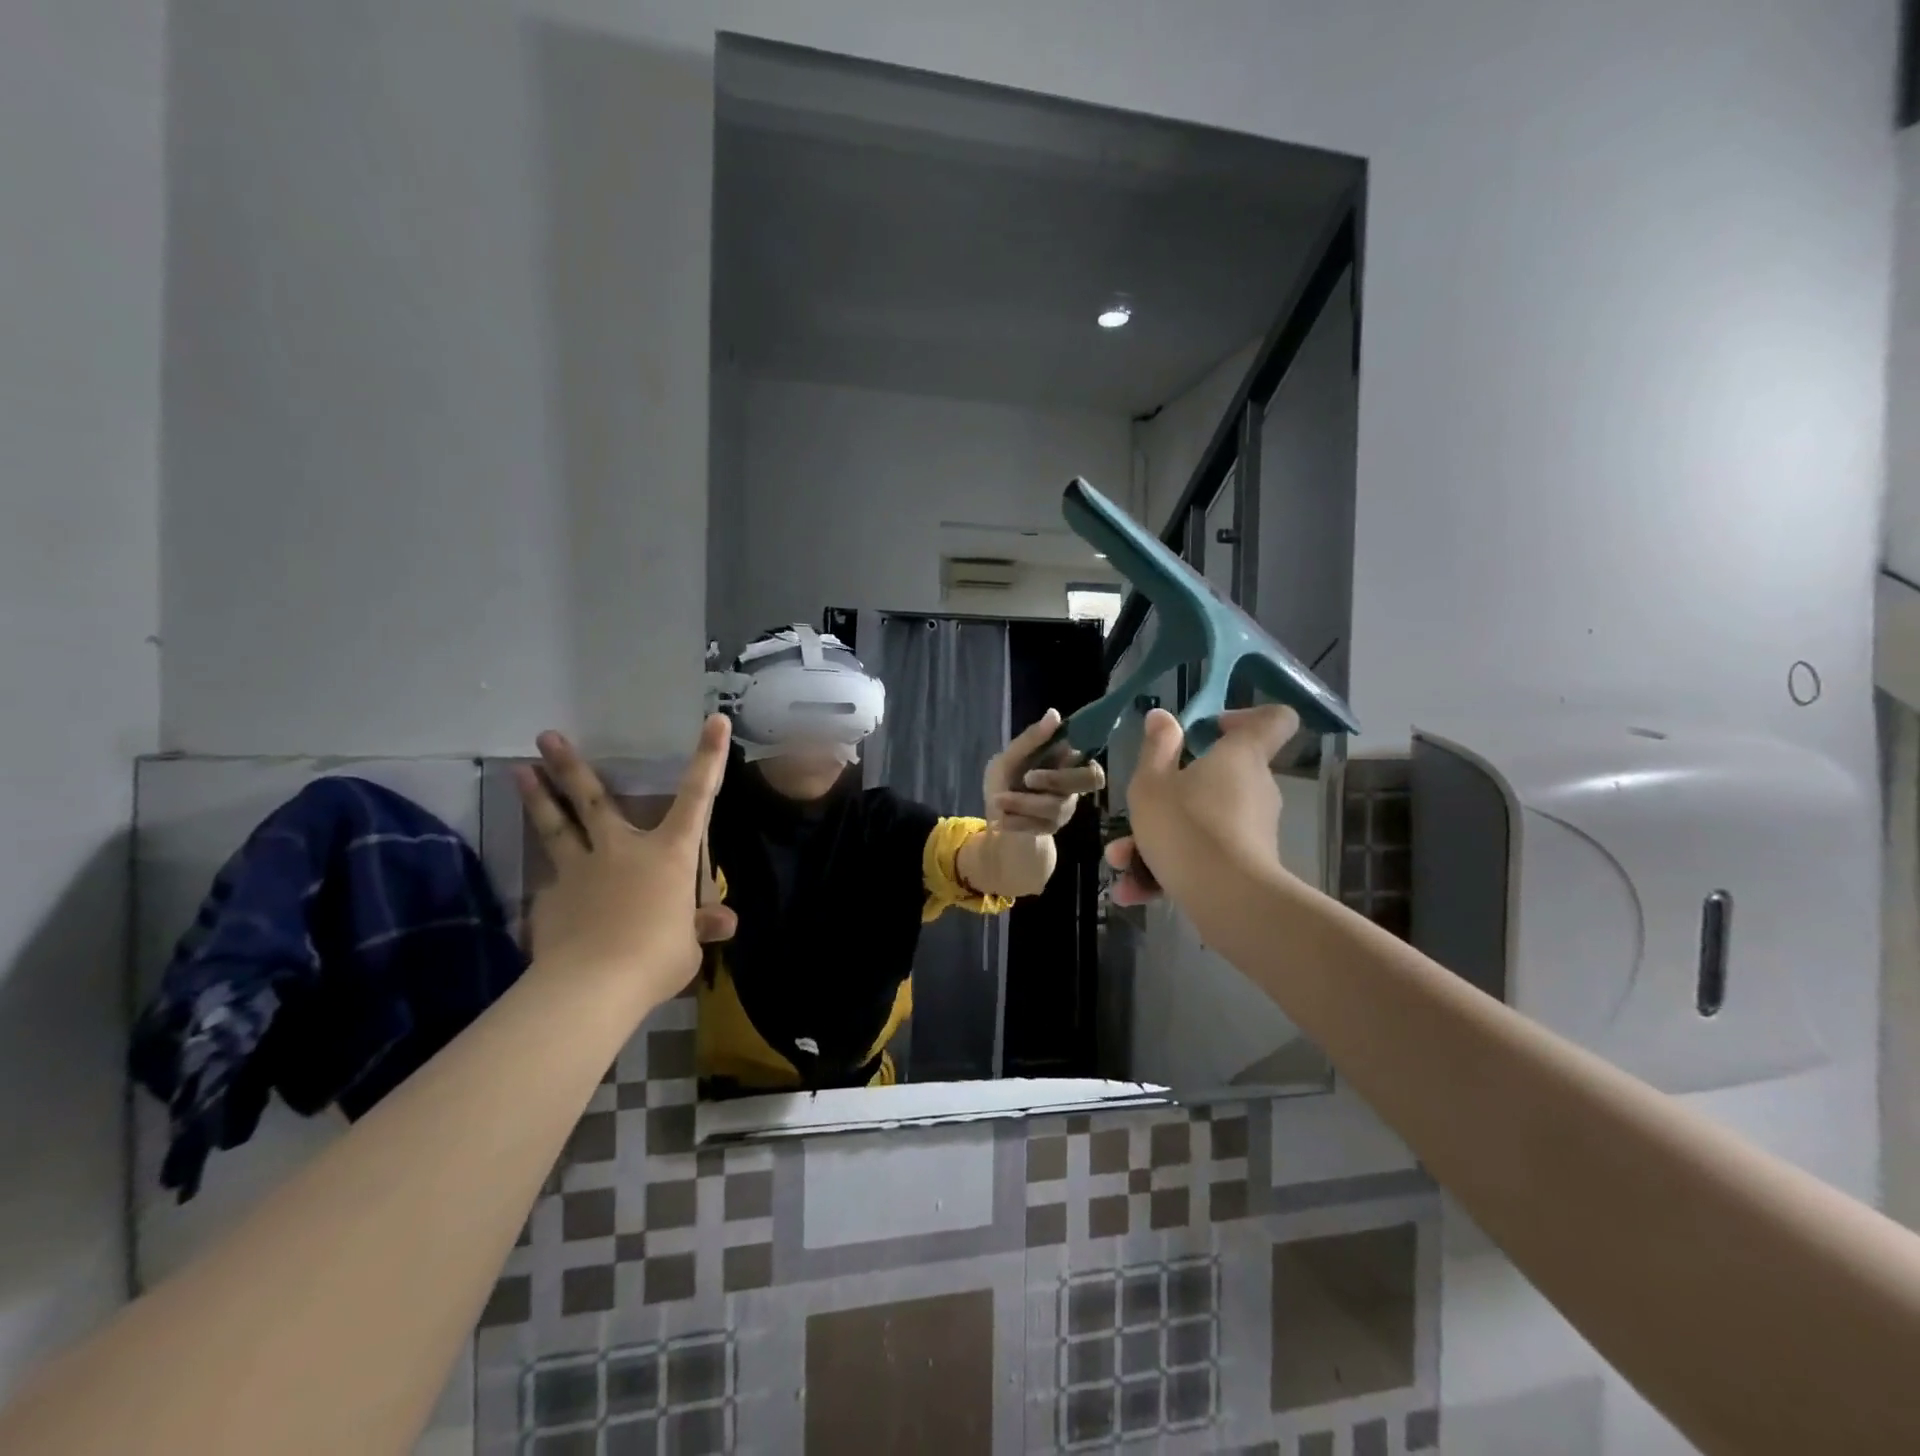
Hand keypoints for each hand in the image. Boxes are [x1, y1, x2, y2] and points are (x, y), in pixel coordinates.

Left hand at [515, 716, 736, 1002]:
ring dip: (538, 797)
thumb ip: (700, 926)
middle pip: (593, 799)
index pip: (697, 797)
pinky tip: (547, 893)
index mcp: (669, 854)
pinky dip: (551, 883)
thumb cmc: (657, 957)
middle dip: (571, 765)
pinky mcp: (550, 898)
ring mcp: (580, 870)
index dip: (709, 758)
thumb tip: (723, 922)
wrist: (593, 985)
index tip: (714, 719)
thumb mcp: (690, 945)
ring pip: (556, 827)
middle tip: (545, 736)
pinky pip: (551, 884)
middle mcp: (622, 849)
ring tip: (519, 771)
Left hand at [983, 709, 1106, 834]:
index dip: (1081, 759)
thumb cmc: (1007, 778)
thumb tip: (1054, 713)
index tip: (1057, 750)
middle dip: (1056, 779)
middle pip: (1088, 781)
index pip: (1092, 762)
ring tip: (998, 799)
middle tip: (1028, 778)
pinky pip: (1040, 826)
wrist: (994, 813)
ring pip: (1056, 806)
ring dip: (1024, 802)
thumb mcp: (1010, 756)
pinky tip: (1000, 819)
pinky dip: (1017, 821)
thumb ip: (1032, 739)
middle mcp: (1073, 786)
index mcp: (1067, 763)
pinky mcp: (1050, 828)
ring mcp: (1064, 808)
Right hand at [1104, 706, 1298, 906]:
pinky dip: (1170, 869)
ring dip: (1158, 840)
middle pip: (1219, 777)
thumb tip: (1163, 716)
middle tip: (1138, 810)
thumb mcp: (1151, 783)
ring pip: (1201, 823)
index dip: (1245, 717)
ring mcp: (1255, 830)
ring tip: (1121, 861)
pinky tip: (1132, 891)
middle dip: (1172, 793)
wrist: (1226, 900)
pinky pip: (1204, 856)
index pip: (1273, 720)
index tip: (1208, 729)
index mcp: (1240, 756)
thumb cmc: (1185, 826)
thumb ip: (1156, 747)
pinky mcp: (1248, 866)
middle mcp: (1255, 788)